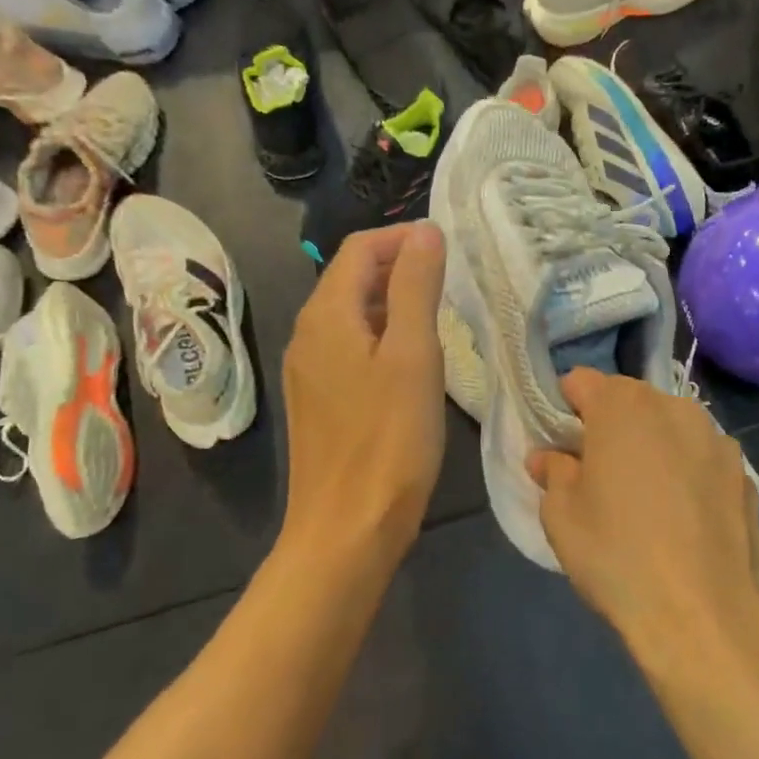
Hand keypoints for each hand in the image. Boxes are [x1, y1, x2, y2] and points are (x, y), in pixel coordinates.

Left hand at [282, 223, 446, 559]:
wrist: (347, 529)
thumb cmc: (389, 439)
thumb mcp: (414, 354)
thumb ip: (417, 285)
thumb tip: (424, 230)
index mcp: (326, 314)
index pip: (359, 248)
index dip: (402, 237)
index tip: (448, 249)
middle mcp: (308, 333)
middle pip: (352, 277)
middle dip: (399, 266)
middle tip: (451, 282)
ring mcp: (309, 369)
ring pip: (352, 313)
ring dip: (393, 302)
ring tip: (440, 317)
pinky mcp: (319, 399)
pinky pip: (349, 346)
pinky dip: (382, 335)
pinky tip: (412, 362)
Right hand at [527, 371, 758, 664]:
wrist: (705, 615)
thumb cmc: (618, 555)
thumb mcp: (562, 516)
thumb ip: (553, 473)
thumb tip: (549, 457)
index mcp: (623, 406)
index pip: (581, 382)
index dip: (565, 409)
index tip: (561, 446)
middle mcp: (673, 407)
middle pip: (629, 401)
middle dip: (610, 427)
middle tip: (599, 476)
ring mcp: (716, 438)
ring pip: (669, 428)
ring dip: (652, 446)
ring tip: (646, 499)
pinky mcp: (744, 472)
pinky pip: (701, 458)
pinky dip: (687, 472)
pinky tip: (684, 519)